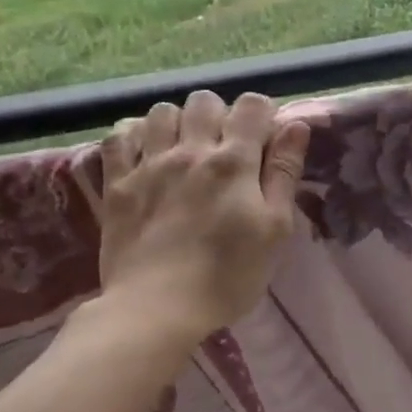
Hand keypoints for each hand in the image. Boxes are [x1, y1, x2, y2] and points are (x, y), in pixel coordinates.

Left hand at [92, 91, 311, 350]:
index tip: (264, 140)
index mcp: (235, 161)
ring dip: (178, 122)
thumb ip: (284, 172)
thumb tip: (296, 125)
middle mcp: (191, 151)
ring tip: (185, 150)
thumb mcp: (275, 228)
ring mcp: (148, 165)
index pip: (252, 105)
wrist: (155, 310)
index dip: (263, 114)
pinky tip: (147, 154)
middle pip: (205, 100)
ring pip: (162, 111)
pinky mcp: (116, 184)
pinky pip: (119, 136)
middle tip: (225, 148)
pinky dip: (135, 135)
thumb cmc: (229, 274)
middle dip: (220, 115)